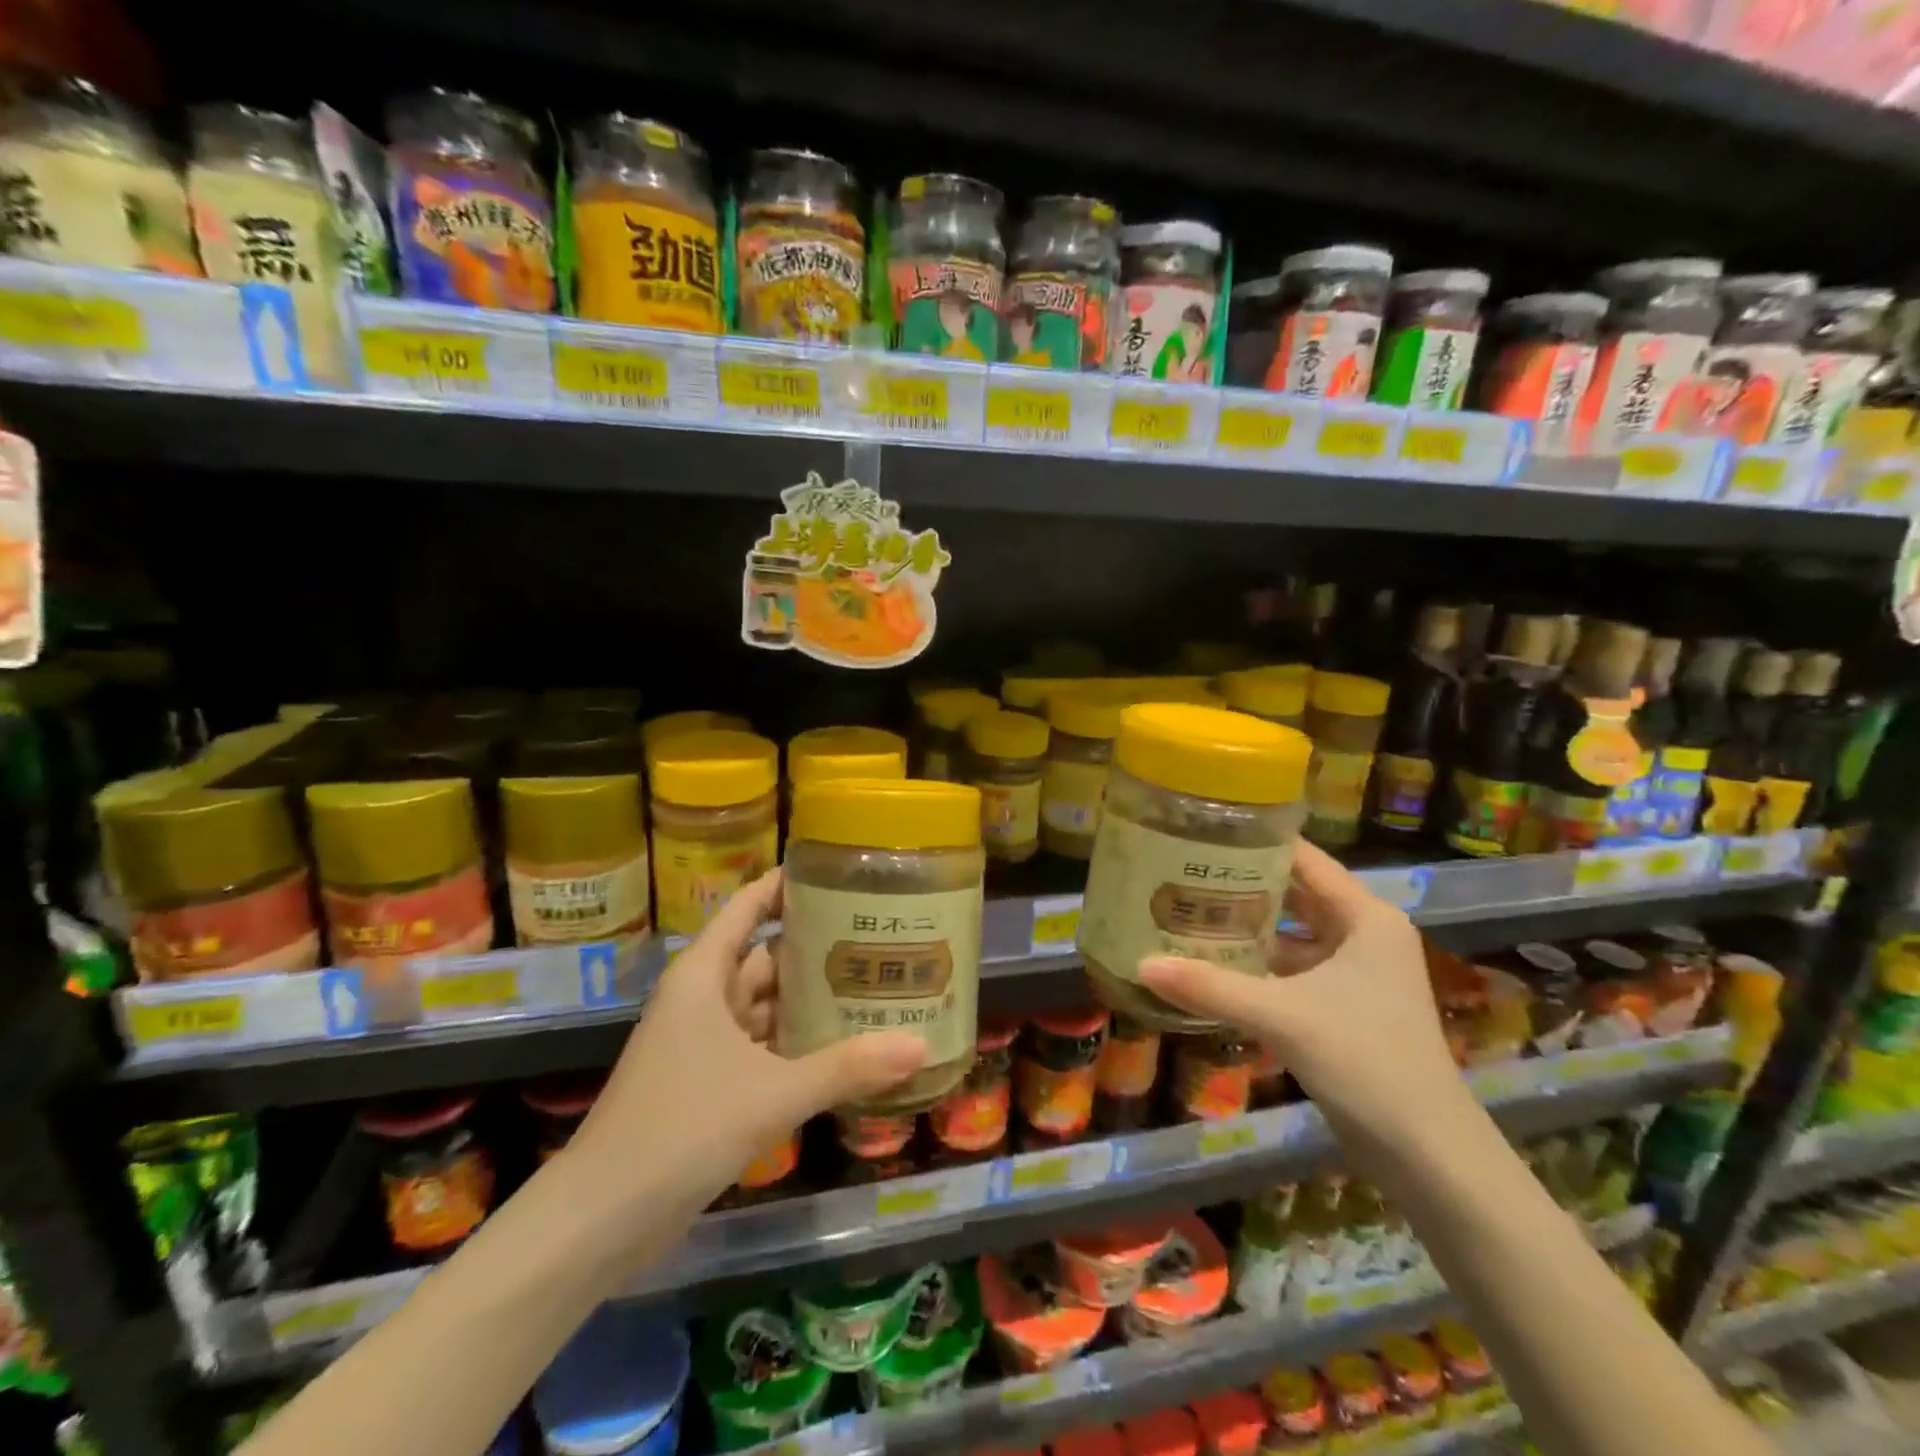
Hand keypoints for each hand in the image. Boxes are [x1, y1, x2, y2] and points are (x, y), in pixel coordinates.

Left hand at [564, 871, 926, 1229]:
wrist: (601, 1218)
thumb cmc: (681, 1128)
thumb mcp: (772, 1094)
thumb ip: (847, 1067)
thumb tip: (920, 1046)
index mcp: (705, 975)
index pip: (749, 906)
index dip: (787, 884)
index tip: (839, 872)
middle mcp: (704, 998)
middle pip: (767, 956)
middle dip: (817, 949)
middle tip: (879, 939)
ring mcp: (704, 1042)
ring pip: (766, 1005)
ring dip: (809, 1001)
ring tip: (872, 988)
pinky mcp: (708, 1082)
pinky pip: (761, 1046)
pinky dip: (796, 1044)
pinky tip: (842, 1049)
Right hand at [1137, 842, 1466, 1146]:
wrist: (1427, 1153)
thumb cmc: (1366, 1061)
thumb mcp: (1282, 1016)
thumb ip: (1210, 987)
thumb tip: (1140, 965)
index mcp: (1365, 917)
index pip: (1304, 859)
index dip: (1256, 841)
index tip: (1202, 831)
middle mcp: (1364, 934)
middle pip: (1294, 894)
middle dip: (1241, 885)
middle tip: (1182, 871)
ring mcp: (1357, 972)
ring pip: (1292, 934)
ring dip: (1247, 926)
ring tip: (1188, 910)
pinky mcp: (1345, 1005)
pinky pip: (1293, 968)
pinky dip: (1258, 964)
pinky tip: (1213, 964)